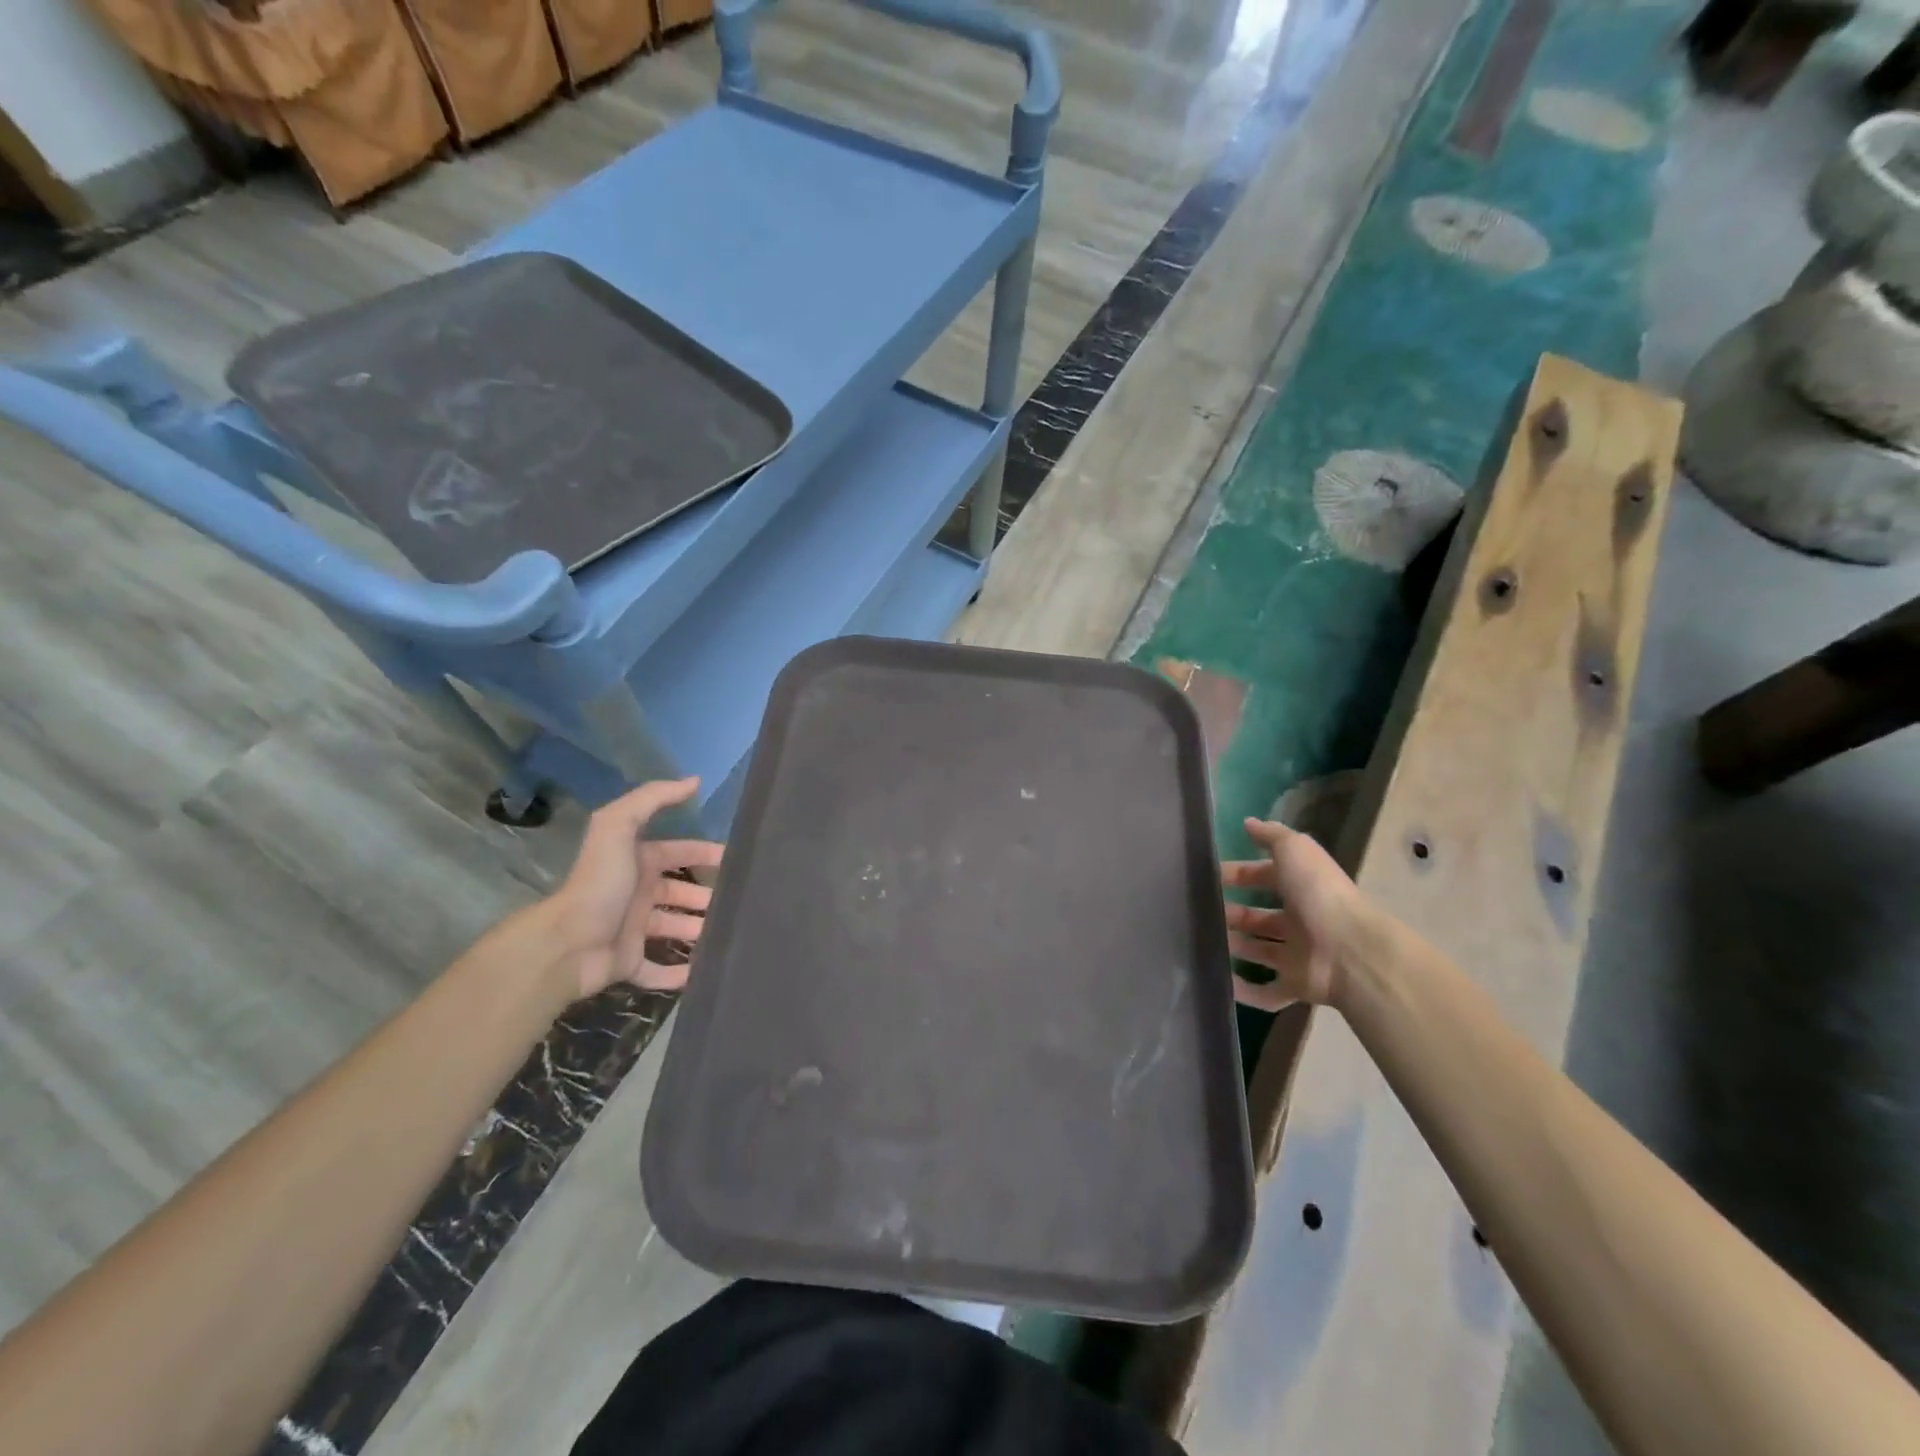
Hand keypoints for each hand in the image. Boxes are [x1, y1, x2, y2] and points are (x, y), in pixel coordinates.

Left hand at [546, 778, 724, 1000]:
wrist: (566, 945)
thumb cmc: (599, 884)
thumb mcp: (618, 827)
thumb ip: (653, 798)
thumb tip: (694, 781)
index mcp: (637, 862)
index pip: (678, 851)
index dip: (705, 852)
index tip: (736, 860)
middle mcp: (636, 893)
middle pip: (680, 890)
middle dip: (706, 895)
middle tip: (737, 901)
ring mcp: (632, 930)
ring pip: (673, 928)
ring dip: (698, 930)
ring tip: (728, 933)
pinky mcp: (628, 964)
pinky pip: (657, 969)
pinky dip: (678, 973)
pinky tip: (704, 971)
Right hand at [1221, 816, 1364, 1010]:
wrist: (1350, 951)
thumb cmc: (1319, 894)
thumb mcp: (1294, 850)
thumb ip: (1271, 835)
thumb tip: (1248, 822)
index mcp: (1301, 887)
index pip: (1264, 877)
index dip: (1239, 874)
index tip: (1209, 877)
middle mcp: (1301, 920)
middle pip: (1261, 917)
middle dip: (1233, 913)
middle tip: (1202, 913)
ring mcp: (1299, 956)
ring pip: (1261, 951)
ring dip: (1236, 947)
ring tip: (1204, 942)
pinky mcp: (1296, 986)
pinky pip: (1267, 993)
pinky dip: (1245, 991)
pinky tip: (1220, 982)